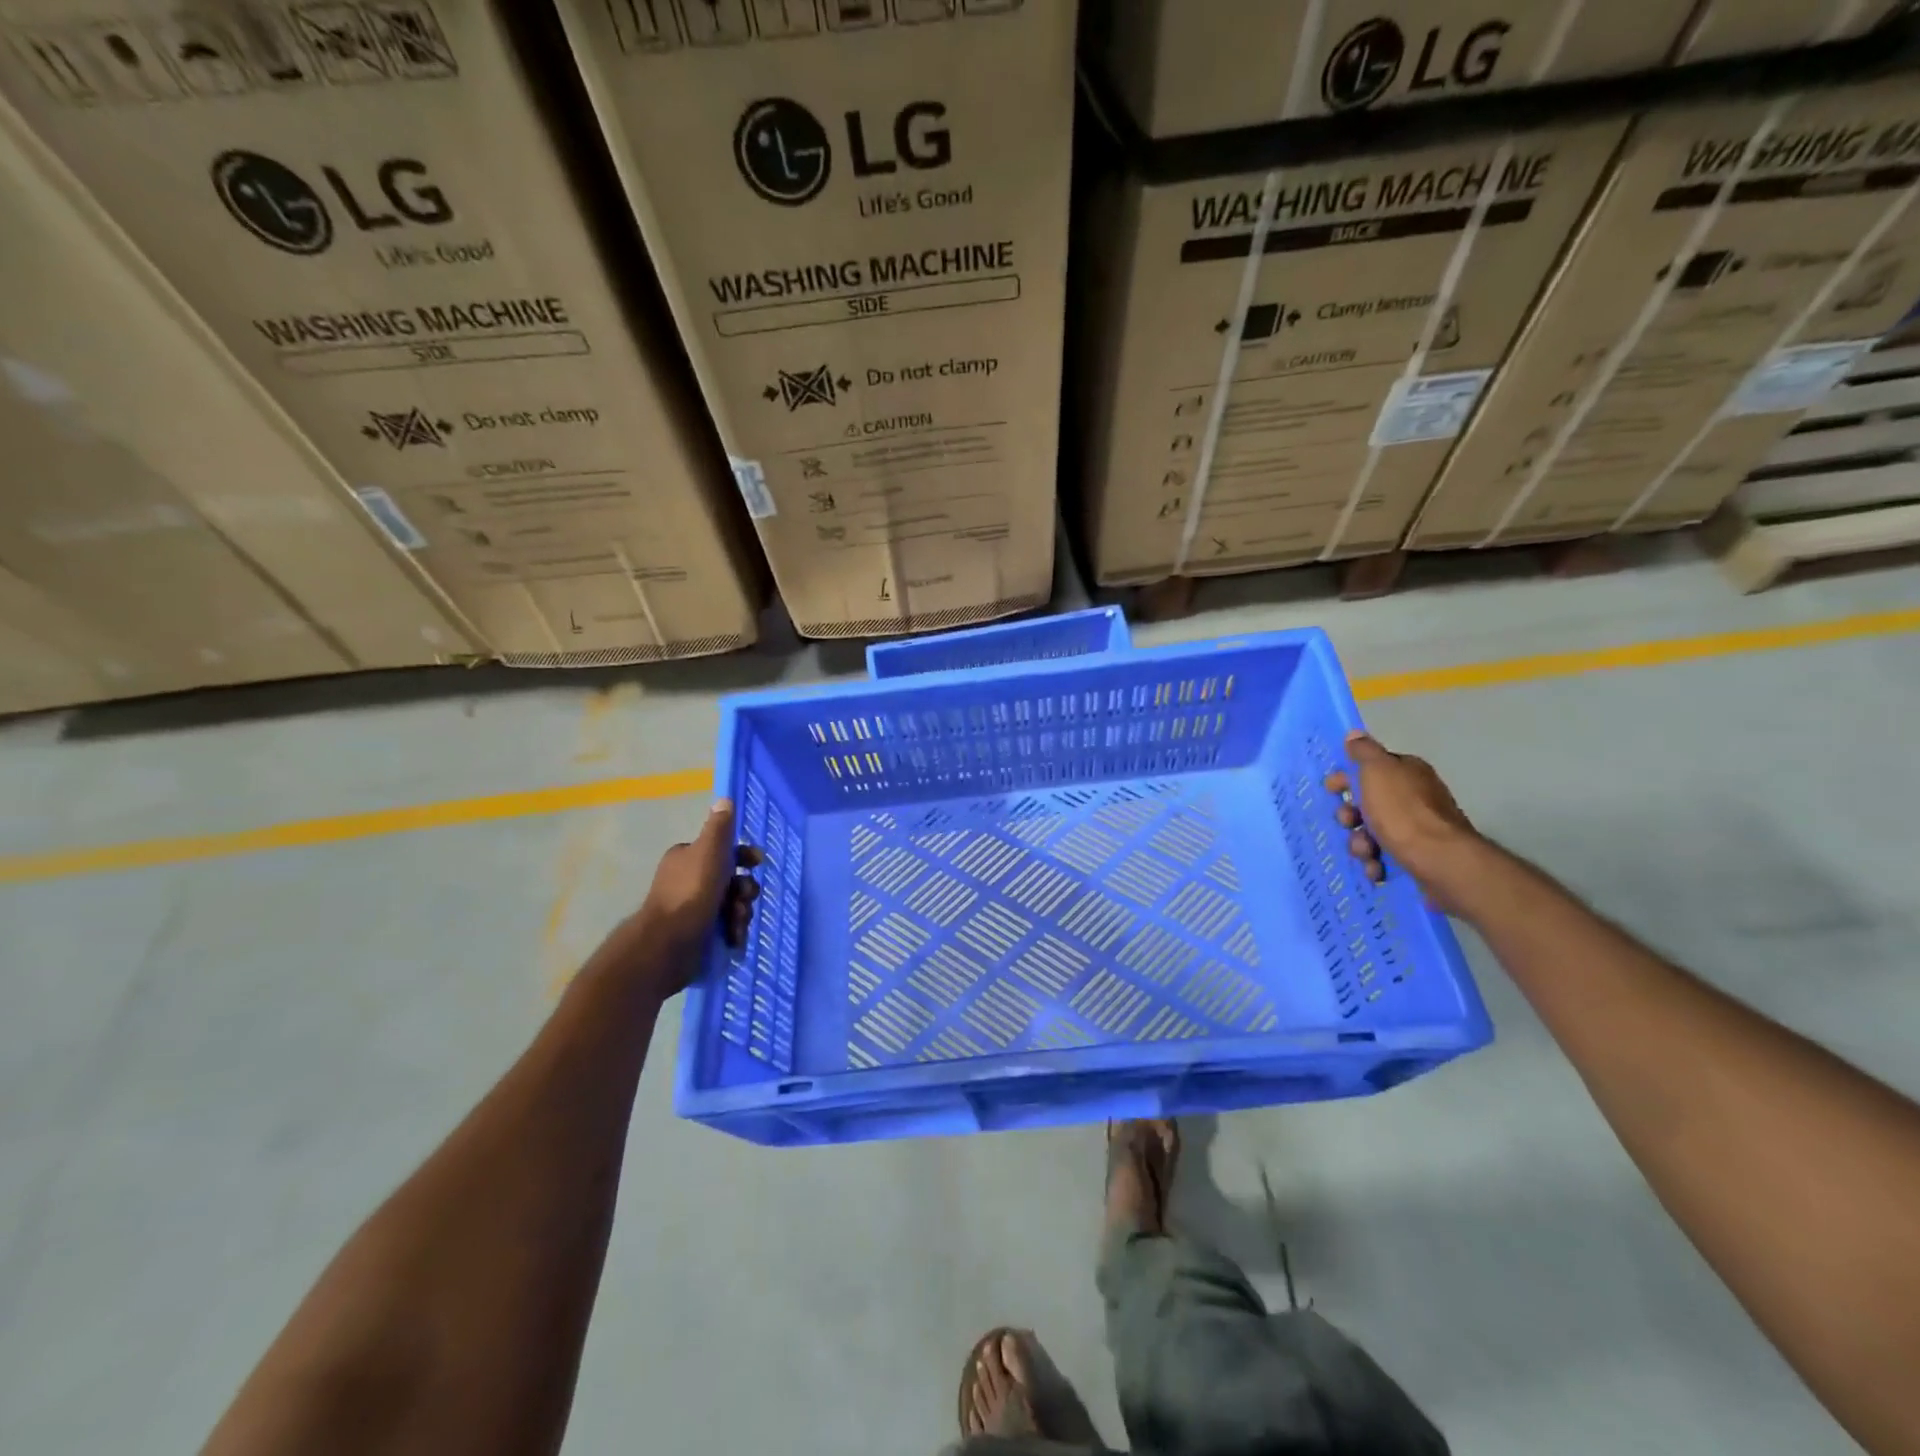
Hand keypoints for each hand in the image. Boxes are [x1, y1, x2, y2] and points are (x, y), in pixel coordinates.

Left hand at [608, 801, 762, 997]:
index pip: (723, 851)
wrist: (668, 944)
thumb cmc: (691, 892)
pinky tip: (733, 939)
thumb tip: (725, 799)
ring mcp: (692, 909)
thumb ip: (719, 827)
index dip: (744, 856)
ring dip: (740, 913)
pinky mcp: (696, 934)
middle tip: (744, 899)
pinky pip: (724, 928)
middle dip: (744, 891)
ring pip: (731, 905)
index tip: (758, 863)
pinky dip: (732, 932)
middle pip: (731, 880)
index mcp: (688, 858)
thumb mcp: (709, 851)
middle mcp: (688, 880)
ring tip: (736, 924)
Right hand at [1323, 731, 1482, 910]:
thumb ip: (1364, 752)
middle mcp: (1415, 796)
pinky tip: (1376, 869)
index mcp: (1407, 772)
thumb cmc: (1403, 812)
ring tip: (1365, 853)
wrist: (1439, 861)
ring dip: (1360, 843)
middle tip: (1349, 823)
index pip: (1371, 768)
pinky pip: (1386, 856)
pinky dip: (1377, 862)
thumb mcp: (1377, 772)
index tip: (1331, 790)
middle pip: (1369, 803)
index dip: (1347, 778)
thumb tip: (1355, 734)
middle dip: (1351, 816)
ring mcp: (1418, 828)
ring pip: (1373, 832)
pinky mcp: (1418, 855)